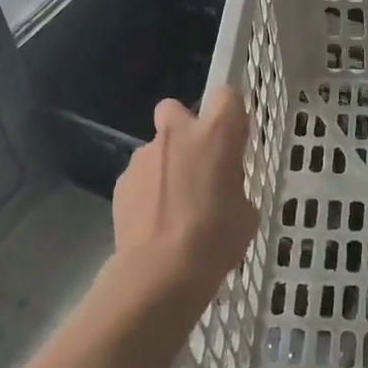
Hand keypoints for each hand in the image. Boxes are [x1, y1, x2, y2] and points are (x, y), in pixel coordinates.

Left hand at [111, 87, 258, 307]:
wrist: (160, 272)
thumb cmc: (216, 239)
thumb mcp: (245, 213)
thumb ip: (233, 187)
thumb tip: (222, 190)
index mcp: (216, 135)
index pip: (227, 95)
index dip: (230, 112)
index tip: (233, 136)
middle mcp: (177, 135)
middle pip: (176, 108)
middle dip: (184, 128)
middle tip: (197, 163)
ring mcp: (144, 156)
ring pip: (157, 148)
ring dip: (166, 166)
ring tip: (175, 208)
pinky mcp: (122, 181)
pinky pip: (140, 177)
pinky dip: (148, 192)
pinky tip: (155, 223)